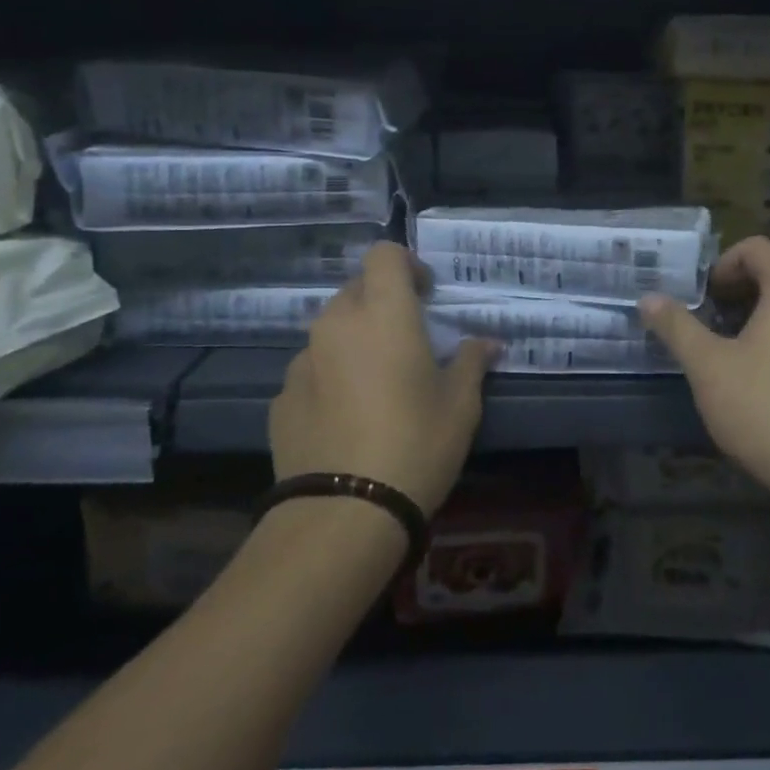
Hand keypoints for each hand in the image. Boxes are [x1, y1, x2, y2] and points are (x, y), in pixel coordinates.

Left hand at [271, 242, 495, 515]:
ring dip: (355, 340)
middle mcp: (336, 324)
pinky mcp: (281, 398)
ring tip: (376, 382)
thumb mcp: (460, 405)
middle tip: (407, 340)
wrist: (343, 515)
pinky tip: (345, 418)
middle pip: (357, 290)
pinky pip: (311, 369)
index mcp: (382, 313)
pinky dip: (330, 377)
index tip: (425, 295)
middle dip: (382, 303)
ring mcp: (302, 361)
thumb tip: (488, 342)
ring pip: (331, 330)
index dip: (406, 264)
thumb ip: (473, 362)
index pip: (384, 254)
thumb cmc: (416, 445)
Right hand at [640, 237, 769, 517]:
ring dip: (758, 316)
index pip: (756, 249)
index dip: (721, 265)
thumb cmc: (766, 408)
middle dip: (737, 291)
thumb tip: (647, 299)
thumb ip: (676, 326)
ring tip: (729, 351)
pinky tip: (762, 378)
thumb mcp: (708, 366)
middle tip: (707, 322)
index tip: (701, 298)